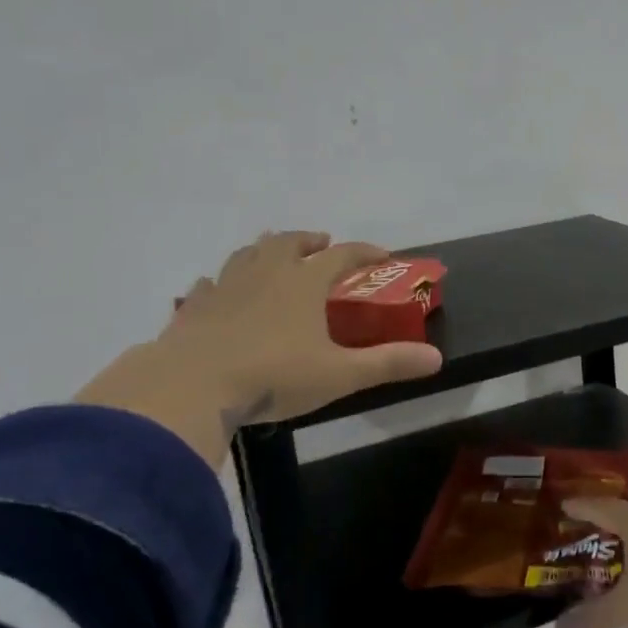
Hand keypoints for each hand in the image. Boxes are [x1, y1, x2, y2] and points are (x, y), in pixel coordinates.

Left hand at [76, 230, 442, 464]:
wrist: (191, 386)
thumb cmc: (273, 375)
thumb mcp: (339, 374)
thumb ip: (388, 364)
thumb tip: (437, 359)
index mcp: (303, 283)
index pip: (342, 255)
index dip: (365, 252)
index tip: (382, 255)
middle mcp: (264, 274)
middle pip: (289, 243)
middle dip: (309, 240)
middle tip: (320, 243)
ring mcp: (224, 288)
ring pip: (246, 256)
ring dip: (264, 250)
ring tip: (272, 255)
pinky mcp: (193, 309)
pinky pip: (208, 286)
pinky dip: (219, 284)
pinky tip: (216, 291)